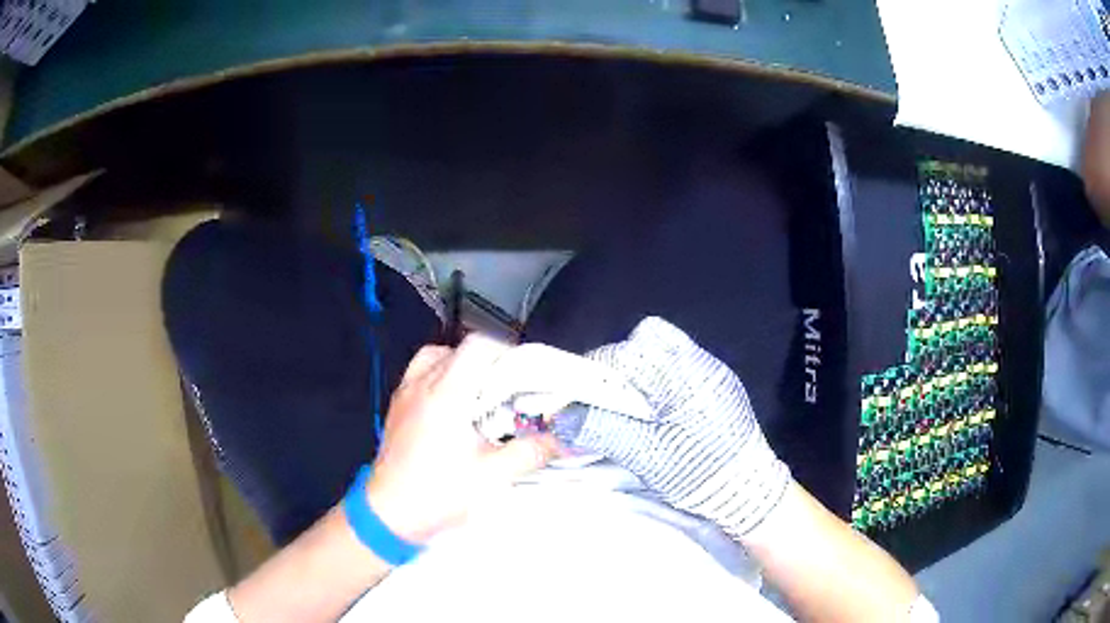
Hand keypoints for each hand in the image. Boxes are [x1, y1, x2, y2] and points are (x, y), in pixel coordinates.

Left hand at [365, 335, 560, 543]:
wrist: (389, 514)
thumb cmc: (439, 493)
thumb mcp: (493, 476)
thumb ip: (530, 453)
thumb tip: (563, 441)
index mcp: (446, 394)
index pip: (476, 347)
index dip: (504, 351)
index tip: (523, 373)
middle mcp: (422, 385)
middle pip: (456, 349)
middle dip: (485, 361)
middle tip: (506, 388)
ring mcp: (404, 395)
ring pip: (432, 358)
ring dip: (458, 366)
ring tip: (477, 393)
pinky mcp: (395, 409)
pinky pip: (417, 375)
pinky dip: (438, 378)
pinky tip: (451, 408)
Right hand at [558, 317, 789, 537]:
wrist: (747, 491)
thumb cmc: (696, 472)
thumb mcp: (643, 454)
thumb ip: (600, 427)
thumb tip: (560, 415)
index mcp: (682, 375)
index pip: (626, 352)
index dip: (597, 370)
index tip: (581, 393)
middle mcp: (700, 361)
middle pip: (648, 339)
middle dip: (621, 364)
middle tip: (608, 397)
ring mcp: (713, 370)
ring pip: (665, 349)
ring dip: (641, 370)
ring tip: (631, 404)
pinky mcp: (719, 384)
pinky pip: (681, 365)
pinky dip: (660, 379)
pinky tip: (657, 408)